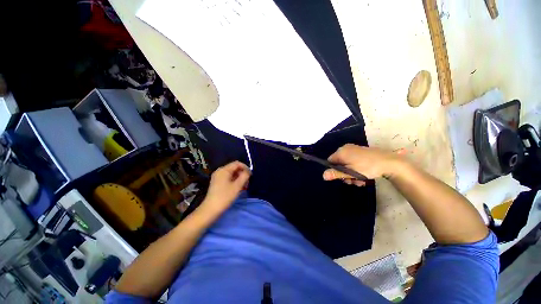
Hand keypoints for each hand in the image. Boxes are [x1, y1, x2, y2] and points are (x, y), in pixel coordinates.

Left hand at [201, 161, 250, 214]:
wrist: (211, 209)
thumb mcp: (237, 186)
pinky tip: (238, 188)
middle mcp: (220, 171)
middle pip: (234, 168)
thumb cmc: (225, 196)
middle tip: (247, 183)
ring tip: (244, 186)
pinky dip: (234, 181)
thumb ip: (244, 176)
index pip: (237, 163)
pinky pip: (228, 178)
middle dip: (242, 174)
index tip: (250, 176)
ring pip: (232, 174)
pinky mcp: (217, 183)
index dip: (245, 168)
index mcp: (224, 170)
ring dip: (239, 178)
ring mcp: (218, 177)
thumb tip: (248, 172)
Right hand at [323, 144, 401, 185]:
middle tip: (352, 181)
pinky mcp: (361, 152)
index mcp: (341, 152)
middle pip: (339, 164)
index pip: (330, 161)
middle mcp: (346, 148)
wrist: (390, 162)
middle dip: (345, 174)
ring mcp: (354, 150)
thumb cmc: (367, 167)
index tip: (342, 178)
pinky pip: (354, 162)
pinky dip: (356, 169)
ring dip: (352, 174)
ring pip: (347, 164)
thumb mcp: (350, 172)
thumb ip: (336, 174)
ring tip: (360, 181)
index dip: (334, 171)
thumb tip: (323, 175)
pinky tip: (364, 176)